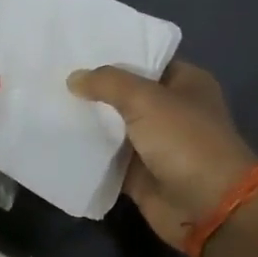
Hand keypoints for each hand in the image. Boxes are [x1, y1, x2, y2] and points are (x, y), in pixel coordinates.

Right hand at [67, 61, 257, 249]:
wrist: (208, 209)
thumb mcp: (146, 99)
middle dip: (95, 86)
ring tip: (49, 100)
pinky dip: (88, 151)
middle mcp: (171, 109)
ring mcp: (155, 142)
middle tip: (54, 72)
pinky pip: (108, 157)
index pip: (145, 58)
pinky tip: (58, 136)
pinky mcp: (140, 173)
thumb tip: (73, 78)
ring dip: (88, 119)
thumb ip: (107, 83)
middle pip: (125, 92)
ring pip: (114, 125)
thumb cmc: (185, 141)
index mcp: (185, 82)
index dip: (114, 53)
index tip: (77, 47)